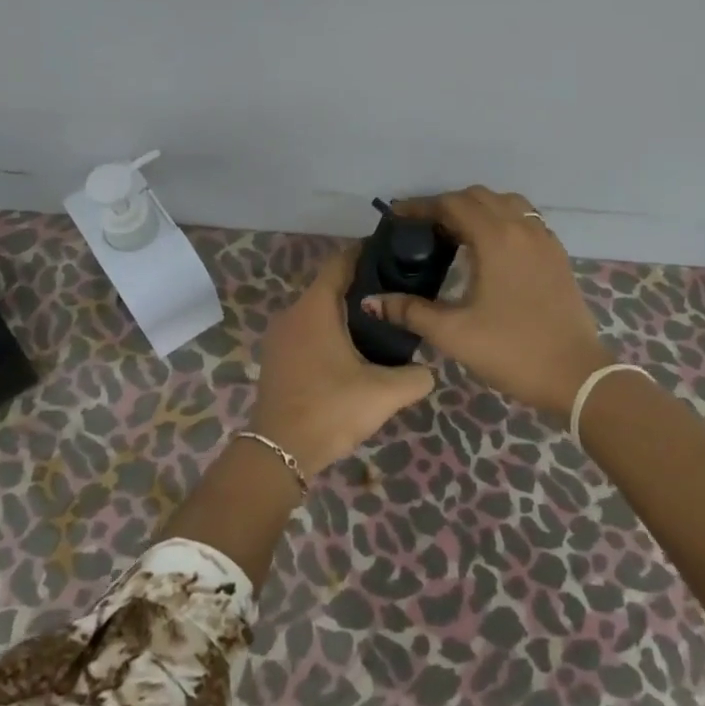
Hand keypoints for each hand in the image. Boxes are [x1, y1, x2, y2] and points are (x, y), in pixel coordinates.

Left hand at [251, 245, 435, 476]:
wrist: (279, 452)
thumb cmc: (331, 409)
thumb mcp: (384, 394)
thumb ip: (416, 377)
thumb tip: (428, 370)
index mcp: (315, 308)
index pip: (340, 262)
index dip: (365, 253)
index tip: (392, 254)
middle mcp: (293, 313)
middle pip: (329, 285)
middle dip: (361, 284)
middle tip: (396, 292)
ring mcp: (279, 336)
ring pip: (317, 310)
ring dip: (344, 311)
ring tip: (380, 322)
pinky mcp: (276, 357)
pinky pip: (307, 330)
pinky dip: (329, 330)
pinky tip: (352, 350)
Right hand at [362, 186, 613, 419]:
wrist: (576, 376)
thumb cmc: (512, 351)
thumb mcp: (454, 334)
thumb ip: (410, 311)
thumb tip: (371, 301)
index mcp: (496, 238)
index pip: (452, 204)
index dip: (421, 206)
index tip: (396, 217)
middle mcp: (522, 228)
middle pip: (478, 197)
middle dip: (447, 205)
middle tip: (422, 229)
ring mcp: (545, 239)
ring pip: (506, 203)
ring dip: (477, 209)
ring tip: (456, 235)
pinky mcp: (557, 255)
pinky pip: (525, 219)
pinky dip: (502, 220)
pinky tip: (490, 249)